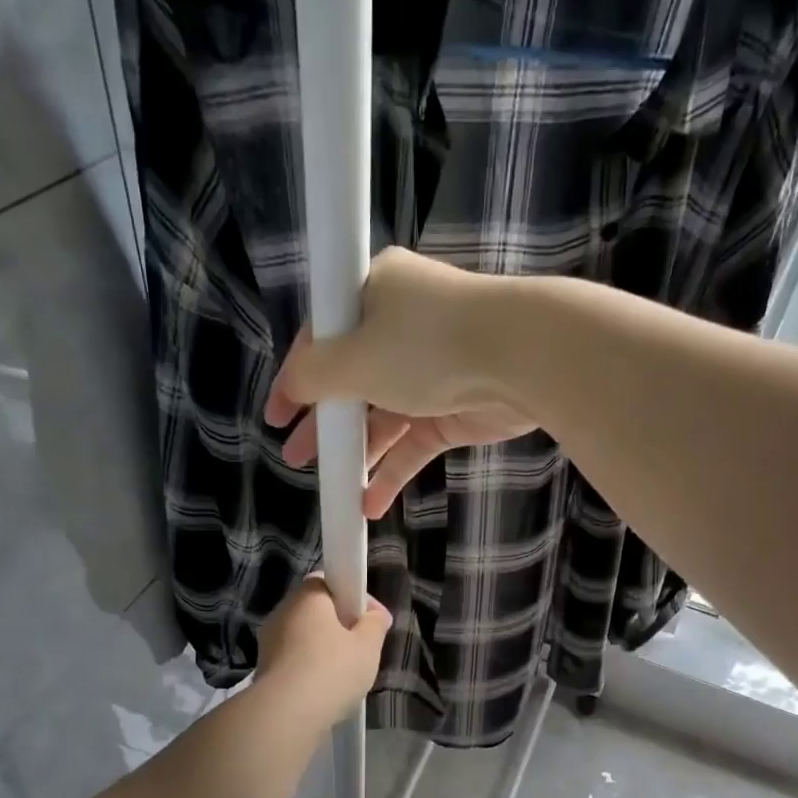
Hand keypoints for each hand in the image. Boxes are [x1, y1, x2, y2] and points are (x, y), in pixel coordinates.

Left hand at [255, 575, 392, 723]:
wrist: (287, 714)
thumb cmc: (332, 670)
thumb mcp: (368, 646)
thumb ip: (375, 624)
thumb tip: (377, 614)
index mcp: (307, 596)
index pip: (327, 580)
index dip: (353, 595)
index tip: (370, 617)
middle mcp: (282, 612)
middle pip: (314, 610)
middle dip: (339, 624)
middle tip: (362, 645)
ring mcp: (268, 641)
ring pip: (302, 636)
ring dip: (322, 648)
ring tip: (345, 672)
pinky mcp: (263, 669)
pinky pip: (292, 660)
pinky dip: (308, 668)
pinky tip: (324, 688)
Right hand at [263, 249, 537, 517]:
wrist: (519, 358)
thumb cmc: (427, 344)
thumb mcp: (355, 357)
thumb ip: (314, 376)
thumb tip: (292, 386)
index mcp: (375, 293)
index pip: (324, 338)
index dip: (297, 378)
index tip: (278, 415)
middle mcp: (401, 328)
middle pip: (352, 381)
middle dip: (323, 424)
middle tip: (296, 457)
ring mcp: (430, 372)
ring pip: (383, 418)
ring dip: (357, 453)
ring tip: (330, 487)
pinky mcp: (453, 411)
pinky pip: (412, 444)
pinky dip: (392, 471)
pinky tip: (369, 503)